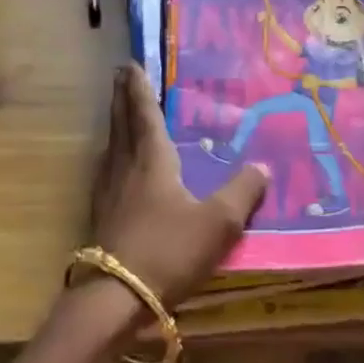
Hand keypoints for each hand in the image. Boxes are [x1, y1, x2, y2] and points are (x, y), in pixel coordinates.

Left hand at [88, 63, 267, 310]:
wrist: (115, 298)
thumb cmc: (168, 250)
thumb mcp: (218, 222)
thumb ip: (242, 191)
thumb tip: (262, 166)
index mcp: (152, 159)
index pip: (144, 113)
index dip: (139, 88)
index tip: (130, 64)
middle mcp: (125, 167)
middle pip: (121, 123)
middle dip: (122, 97)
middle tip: (120, 74)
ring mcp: (108, 192)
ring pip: (111, 146)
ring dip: (115, 123)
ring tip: (120, 115)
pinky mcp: (101, 216)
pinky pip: (107, 170)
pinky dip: (113, 154)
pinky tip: (116, 169)